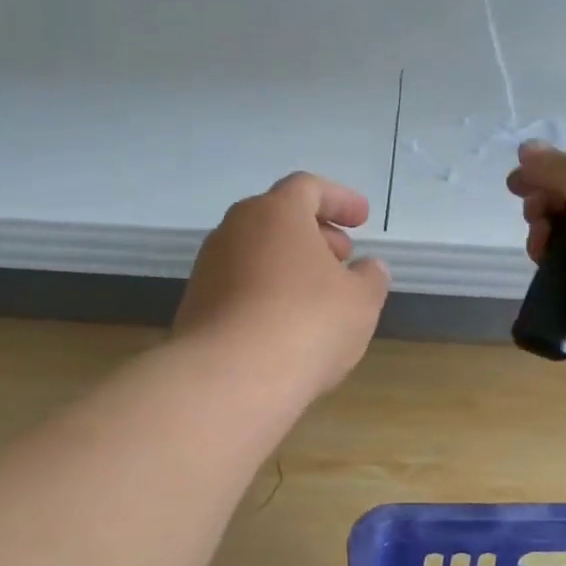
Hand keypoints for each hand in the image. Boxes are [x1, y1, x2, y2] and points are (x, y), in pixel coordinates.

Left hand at [175, 172, 390, 398]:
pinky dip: (266, 291)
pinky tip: (285, 324)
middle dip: (315, 233)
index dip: (339, 200)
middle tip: (342, 257)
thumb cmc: (306, 323)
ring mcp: (208, 266)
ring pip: (256, 252)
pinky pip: (239, 284)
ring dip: (289, 264)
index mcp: (275, 212)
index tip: (362, 219)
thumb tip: (370, 267)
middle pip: (278, 218)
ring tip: (318, 296)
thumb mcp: (360, 301)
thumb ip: (370, 278)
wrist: (228, 378)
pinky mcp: (195, 304)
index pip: (308, 188)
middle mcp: (235, 229)